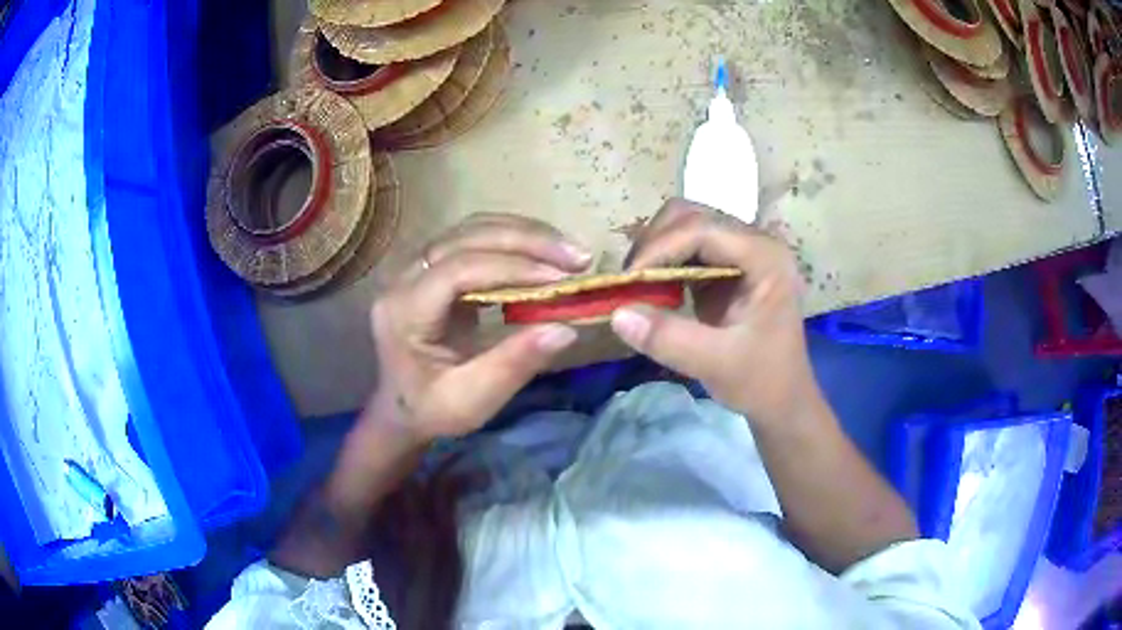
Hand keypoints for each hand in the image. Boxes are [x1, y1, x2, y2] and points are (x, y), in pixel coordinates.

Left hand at [370, 213, 591, 440]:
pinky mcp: (434, 266)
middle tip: (578, 258)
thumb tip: (566, 329)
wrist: (399, 409)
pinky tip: (544, 256)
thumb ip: (514, 365)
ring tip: (569, 253)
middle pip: (466, 236)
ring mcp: (416, 266)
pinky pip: (475, 238)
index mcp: (403, 311)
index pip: (458, 269)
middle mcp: (403, 277)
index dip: (512, 268)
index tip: (562, 280)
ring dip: (525, 234)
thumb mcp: (471, 402)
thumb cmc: (430, 410)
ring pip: (472, 229)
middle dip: (527, 241)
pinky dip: (514, 242)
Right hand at [611, 199, 819, 426]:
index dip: (659, 248)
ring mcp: (740, 253)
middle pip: (691, 216)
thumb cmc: (762, 381)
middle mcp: (754, 243)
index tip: (627, 281)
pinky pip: (685, 249)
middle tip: (630, 282)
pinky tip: (651, 289)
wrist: (782, 400)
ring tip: (636, 285)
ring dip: (655, 250)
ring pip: (684, 226)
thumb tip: (615, 313)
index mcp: (765, 256)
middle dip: (654, 243)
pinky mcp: (725, 267)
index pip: (702, 229)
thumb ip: (669, 338)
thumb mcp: (717, 364)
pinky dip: (662, 262)